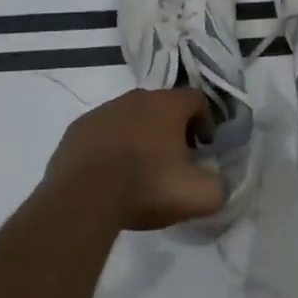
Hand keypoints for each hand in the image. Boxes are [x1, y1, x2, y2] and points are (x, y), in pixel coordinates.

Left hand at [45, 88, 228, 231]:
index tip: (204, 148)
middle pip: (163, 106)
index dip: (206, 122)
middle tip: (175, 160)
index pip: (198, 99)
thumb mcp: (198, 196)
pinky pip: (103, 132)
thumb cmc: (146, 187)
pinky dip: (112, 146)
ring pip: (131, 118)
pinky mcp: (77, 129)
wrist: (82, 200)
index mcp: (168, 104)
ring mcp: (103, 111)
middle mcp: (136, 98)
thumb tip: (221, 184)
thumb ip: (220, 187)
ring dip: (140, 136)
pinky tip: (111, 174)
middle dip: (173, 129)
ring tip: (140, 170)